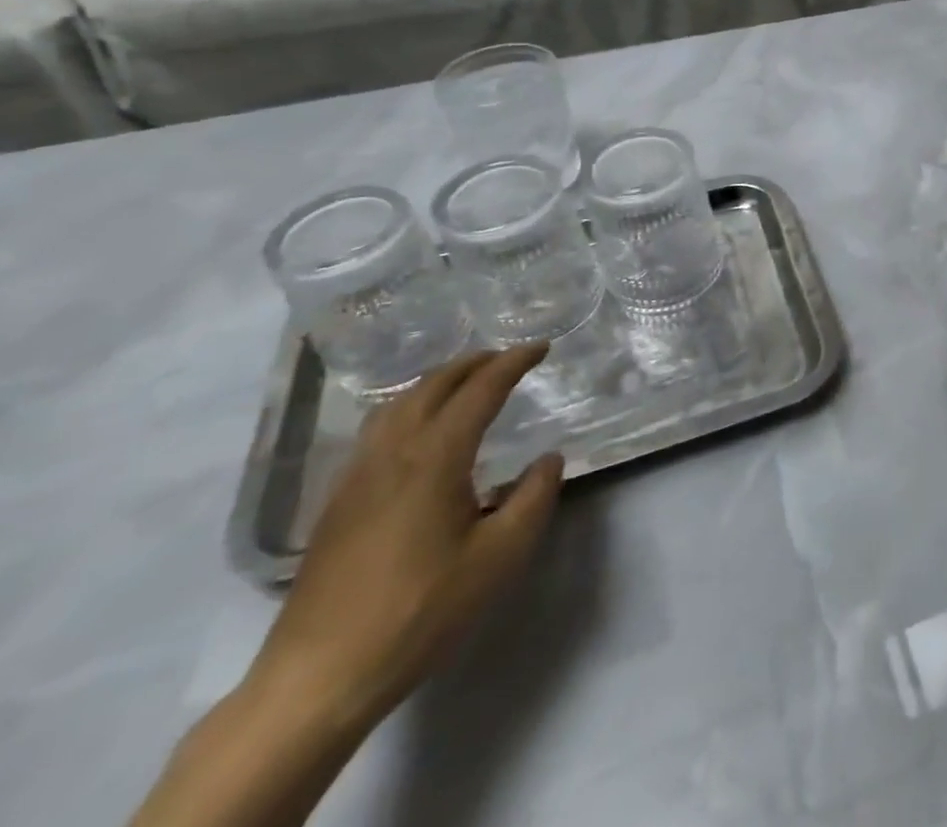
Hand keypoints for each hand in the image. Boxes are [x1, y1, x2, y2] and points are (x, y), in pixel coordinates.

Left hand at [246, 346, 564, 734]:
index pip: (480, 390)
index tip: (541, 348)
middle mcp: (391, 454)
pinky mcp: (337, 505)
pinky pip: (377, 432)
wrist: (317, 680)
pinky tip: (420, 435)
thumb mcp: (500, 556)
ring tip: (465, 384)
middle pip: (432, 386)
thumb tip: (547, 459)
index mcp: (434, 457)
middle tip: (507, 358)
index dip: (513, 362)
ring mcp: (356, 478)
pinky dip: (409, 409)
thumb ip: (534, 497)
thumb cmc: (420, 611)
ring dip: (437, 383)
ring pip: (396, 406)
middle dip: (473, 364)